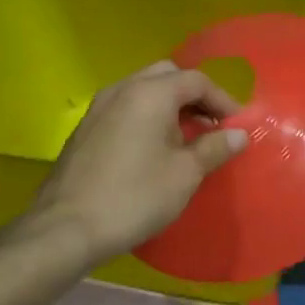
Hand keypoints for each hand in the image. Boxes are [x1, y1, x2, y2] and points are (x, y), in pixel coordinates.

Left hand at [31, 61, 247, 262]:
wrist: (66, 228)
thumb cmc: (134, 197)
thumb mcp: (185, 174)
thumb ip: (215, 148)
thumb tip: (238, 135)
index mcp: (151, 93)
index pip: (197, 81)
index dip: (223, 100)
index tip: (237, 126)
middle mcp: (123, 89)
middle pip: (168, 75)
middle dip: (194, 96)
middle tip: (212, 125)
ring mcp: (99, 106)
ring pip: (143, 89)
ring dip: (169, 105)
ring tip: (186, 137)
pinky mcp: (85, 127)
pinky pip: (125, 107)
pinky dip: (146, 115)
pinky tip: (153, 147)